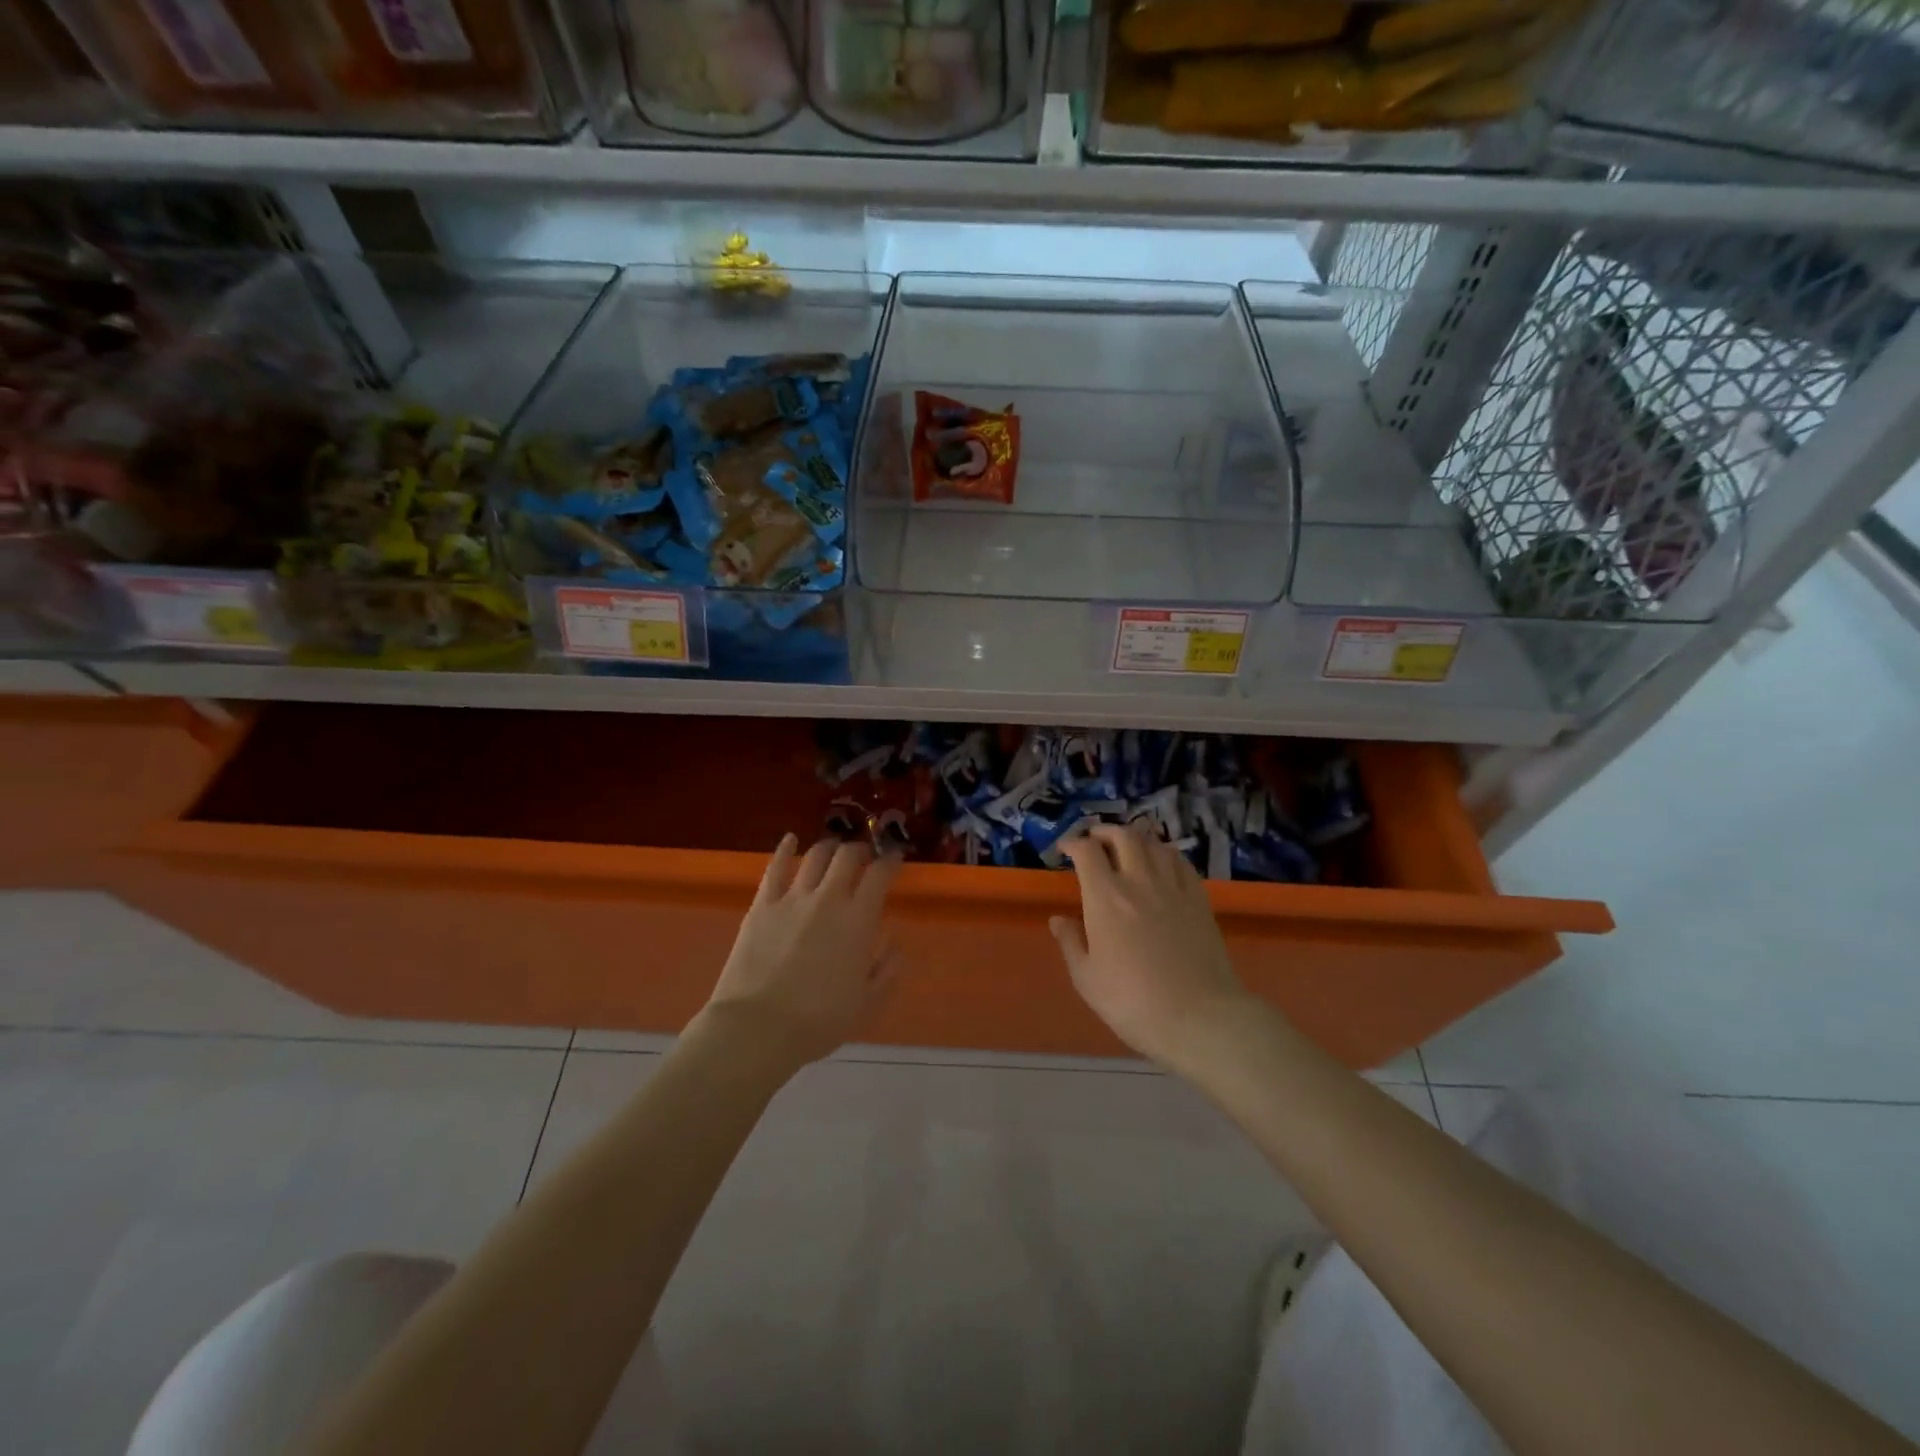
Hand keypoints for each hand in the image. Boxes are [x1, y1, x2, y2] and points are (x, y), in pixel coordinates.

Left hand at [703, 835, 902, 1068]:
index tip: (896, 858)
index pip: (880, 875)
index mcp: (859, 920)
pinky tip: (790, 840)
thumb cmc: (818, 1021)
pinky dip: (784, 849)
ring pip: (815, 856)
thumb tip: (895, 942)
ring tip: (834, 850)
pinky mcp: (762, 905)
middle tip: (864, 856)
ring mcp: (792, 898)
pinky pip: (774, 868)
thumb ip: (887, 969)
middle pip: (848, 856)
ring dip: (829, 847)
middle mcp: (828, 899)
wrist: (757, 1028)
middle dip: (860, 850)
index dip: (891, 860)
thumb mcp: (866, 1002)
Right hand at [1050, 822, 1251, 1067]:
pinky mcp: (1199, 899)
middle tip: (1095, 841)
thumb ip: (1071, 943)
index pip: (1087, 851)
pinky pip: (1181, 862)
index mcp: (1105, 897)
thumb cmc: (1133, 1002)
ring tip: (1127, 848)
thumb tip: (1059, 919)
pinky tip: (1162, 862)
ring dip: (1136, 838)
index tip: (1065, 849)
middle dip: (1104, 832)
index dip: (1073, 843)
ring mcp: (1173, 887)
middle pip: (1123, 836)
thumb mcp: (1087, 979)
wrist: (1198, 1017)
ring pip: (1154, 844)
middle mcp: (1139, 881)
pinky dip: (1166, 853)